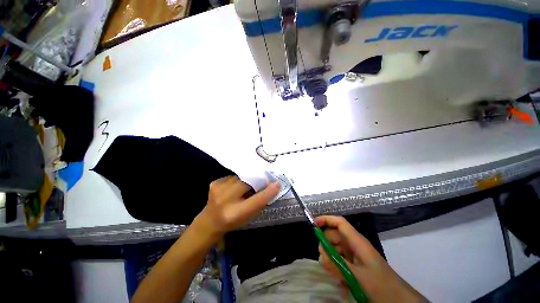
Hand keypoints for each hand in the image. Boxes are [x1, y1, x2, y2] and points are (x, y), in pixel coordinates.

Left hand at [193, 176, 279, 239]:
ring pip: (240, 177)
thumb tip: (271, 185)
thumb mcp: (249, 216)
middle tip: (260, 182)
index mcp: (236, 213)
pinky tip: (233, 188)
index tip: (277, 183)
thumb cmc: (233, 221)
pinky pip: (232, 177)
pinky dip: (236, 180)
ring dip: (245, 181)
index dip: (268, 191)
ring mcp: (218, 189)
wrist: (210, 221)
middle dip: (255, 181)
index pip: (257, 200)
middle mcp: (225, 200)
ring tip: (243, 188)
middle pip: (247, 183)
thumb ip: (259, 202)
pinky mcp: (214, 183)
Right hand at [316, 216, 426, 302]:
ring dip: (332, 261)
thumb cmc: (381, 286)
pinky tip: (341, 284)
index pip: (339, 223)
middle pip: (335, 236)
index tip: (313, 224)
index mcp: (357, 242)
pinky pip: (341, 262)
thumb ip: (337, 265)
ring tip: (335, 276)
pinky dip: (338, 270)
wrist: (399, 301)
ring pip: (336, 250)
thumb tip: (320, 255)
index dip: (326, 220)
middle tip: (324, 261)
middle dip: (326, 246)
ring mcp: (356, 256)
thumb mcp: (357, 277)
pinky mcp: (356, 266)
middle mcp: (355, 245)